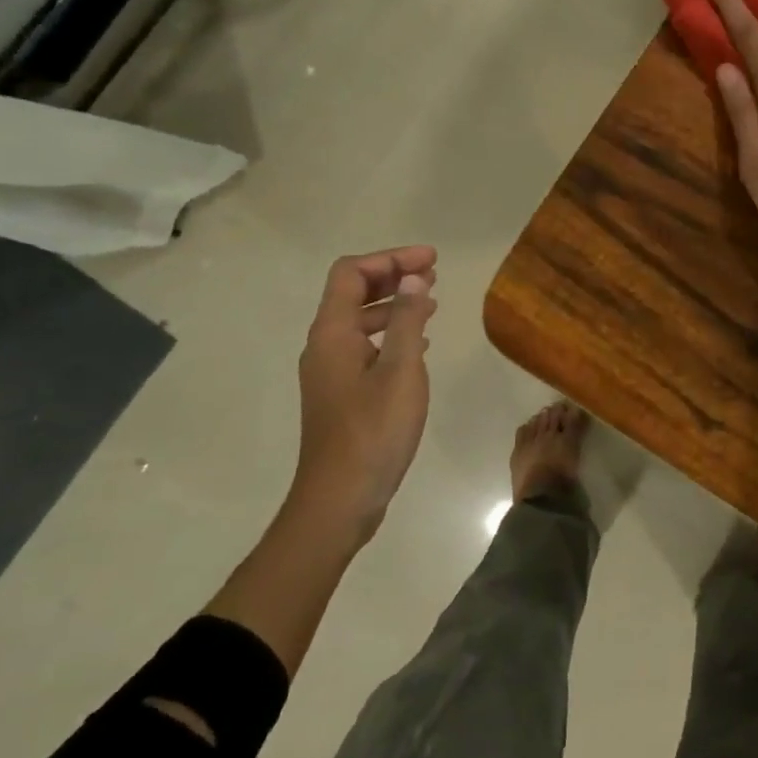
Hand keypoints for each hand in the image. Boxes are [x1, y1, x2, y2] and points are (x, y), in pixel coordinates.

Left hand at [291, 246, 437, 545]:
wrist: (340, 499)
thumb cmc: (374, 431)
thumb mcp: (401, 369)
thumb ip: (407, 319)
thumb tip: (412, 277)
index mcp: (332, 334)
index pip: (351, 273)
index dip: (390, 259)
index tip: (431, 260)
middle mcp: (323, 346)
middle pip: (351, 293)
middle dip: (392, 276)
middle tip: (434, 274)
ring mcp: (329, 372)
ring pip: (358, 321)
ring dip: (393, 305)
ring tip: (431, 304)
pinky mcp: (341, 394)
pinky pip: (363, 347)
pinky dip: (390, 334)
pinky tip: (419, 345)